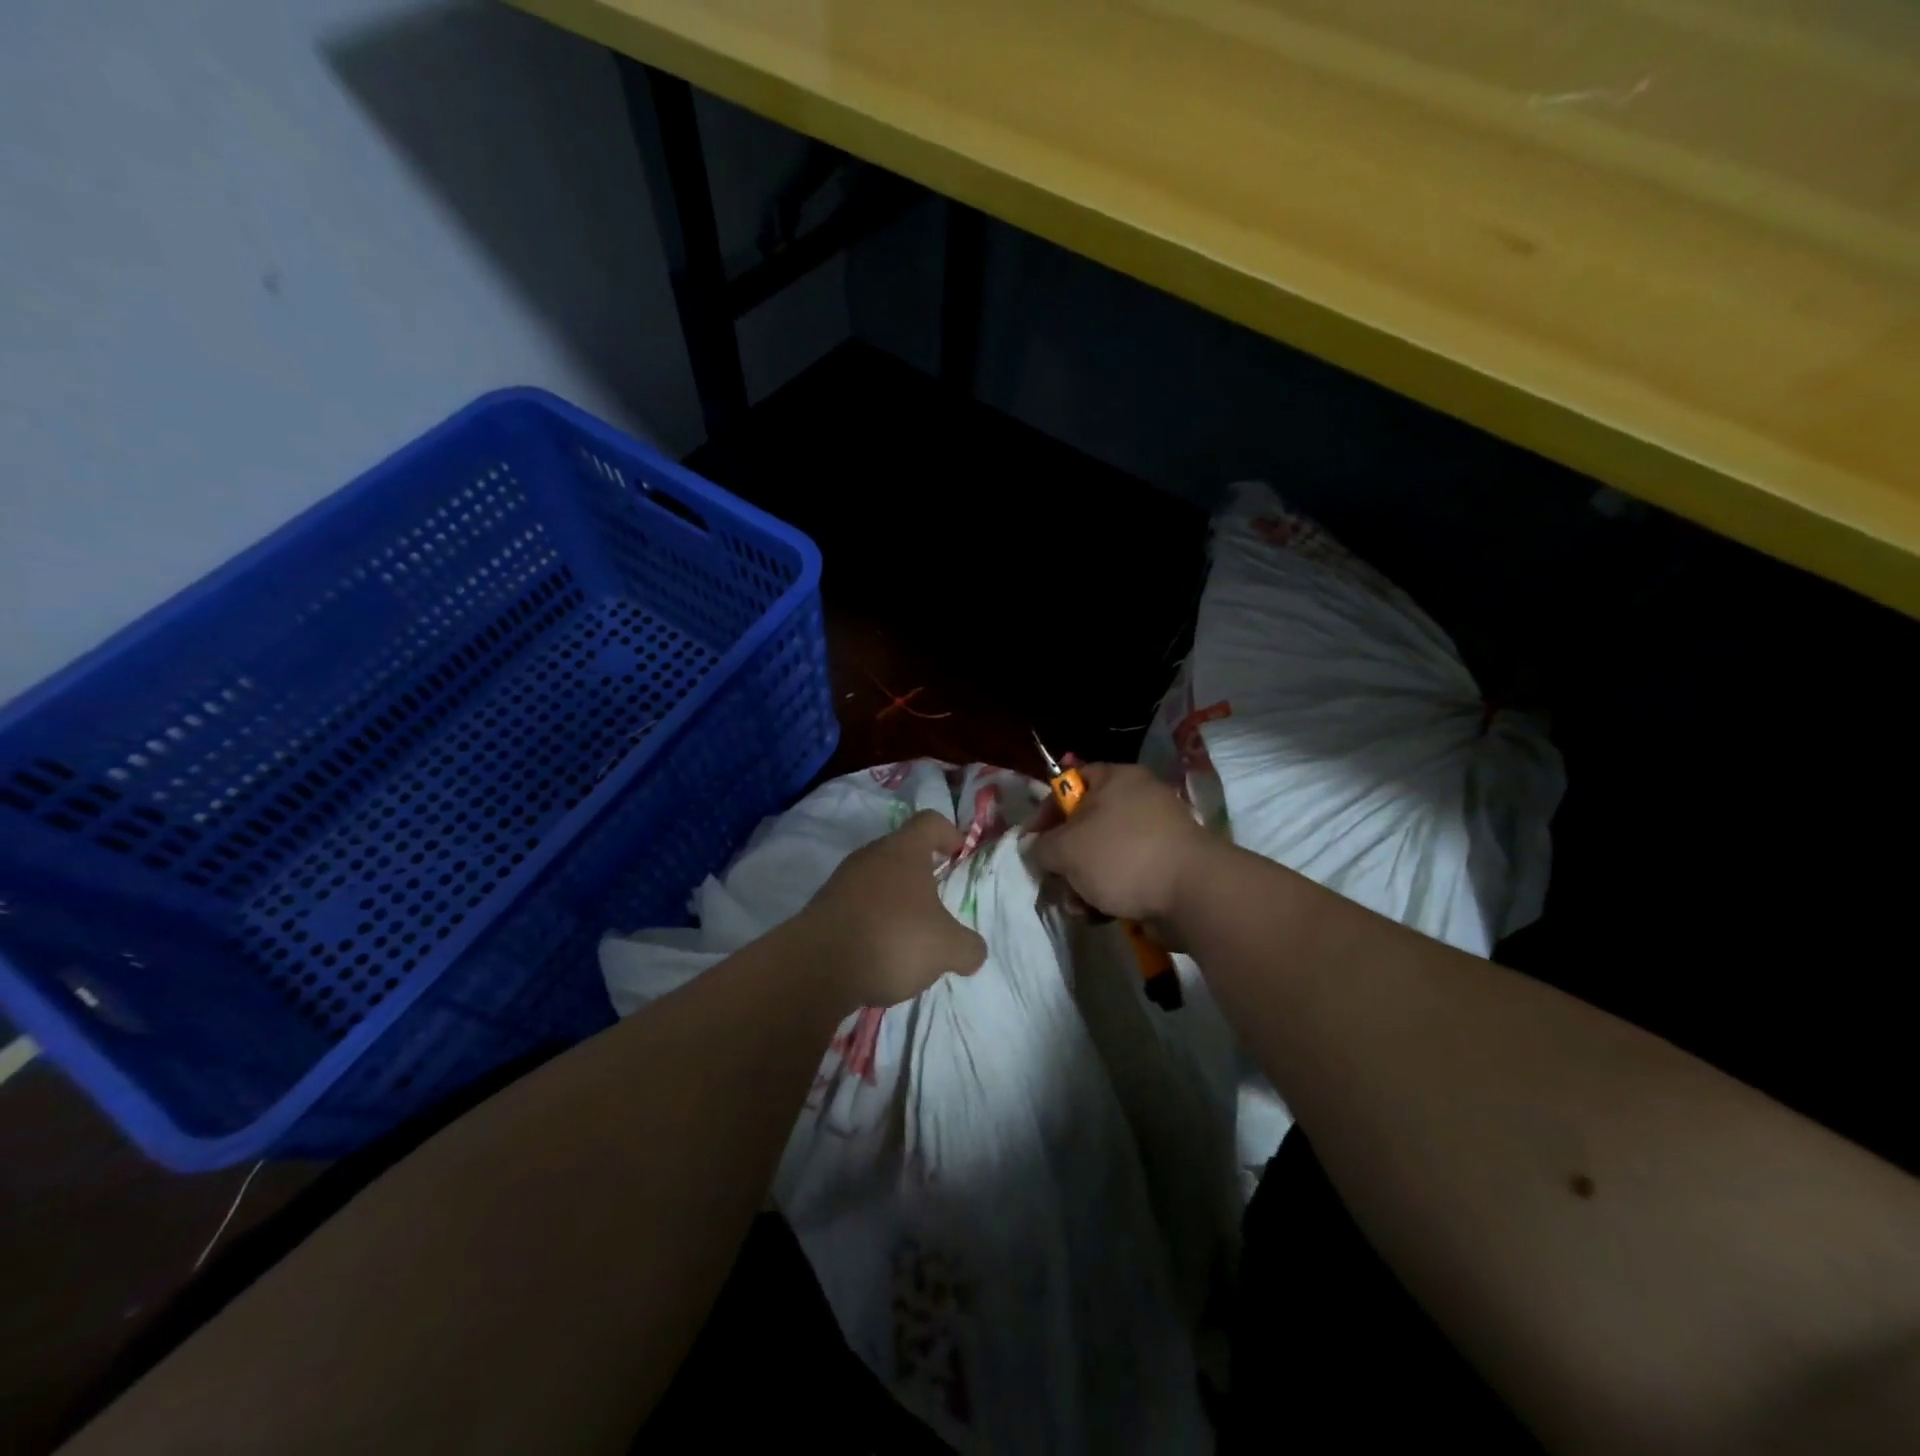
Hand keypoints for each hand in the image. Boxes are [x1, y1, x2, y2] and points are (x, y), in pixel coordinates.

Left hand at [797, 810, 987, 1007]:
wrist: (816, 967)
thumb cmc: (893, 939)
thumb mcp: (947, 948)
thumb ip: (968, 947)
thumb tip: (972, 951)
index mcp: (904, 850)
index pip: (929, 822)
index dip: (949, 832)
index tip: (960, 853)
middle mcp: (870, 856)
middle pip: (901, 851)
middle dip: (922, 873)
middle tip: (938, 902)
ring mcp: (841, 881)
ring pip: (877, 880)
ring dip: (895, 900)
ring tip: (910, 935)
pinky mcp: (822, 909)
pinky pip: (856, 906)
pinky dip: (872, 922)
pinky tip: (880, 953)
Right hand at [1028, 764, 1214, 923]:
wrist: (1191, 893)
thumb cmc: (1122, 855)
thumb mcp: (1067, 849)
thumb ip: (1041, 846)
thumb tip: (1035, 848)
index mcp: (1116, 779)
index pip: (1070, 783)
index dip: (1045, 811)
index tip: (1030, 841)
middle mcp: (1138, 799)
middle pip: (1085, 824)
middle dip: (1065, 859)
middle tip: (1054, 881)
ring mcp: (1155, 834)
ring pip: (1103, 855)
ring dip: (1083, 882)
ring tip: (1078, 906)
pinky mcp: (1165, 866)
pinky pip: (1126, 874)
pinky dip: (1110, 893)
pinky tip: (1100, 914)